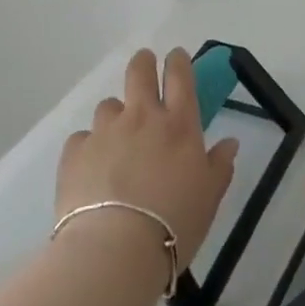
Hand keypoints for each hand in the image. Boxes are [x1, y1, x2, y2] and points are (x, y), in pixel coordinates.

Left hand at [57, 49, 239, 278]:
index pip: (180, 76)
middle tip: (145, 65)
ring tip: (117, 137)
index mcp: (179, 124)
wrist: (115, 249)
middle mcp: (141, 117)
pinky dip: (90, 147)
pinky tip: (93, 168)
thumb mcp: (210, 196)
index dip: (178, 61)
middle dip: (143, 63)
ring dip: (116, 114)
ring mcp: (105, 131)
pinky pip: (83, 138)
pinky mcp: (75, 152)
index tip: (176, 56)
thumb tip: (230, 143)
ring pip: (109, 106)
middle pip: (139, 72)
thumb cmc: (175, 222)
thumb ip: (220, 165)